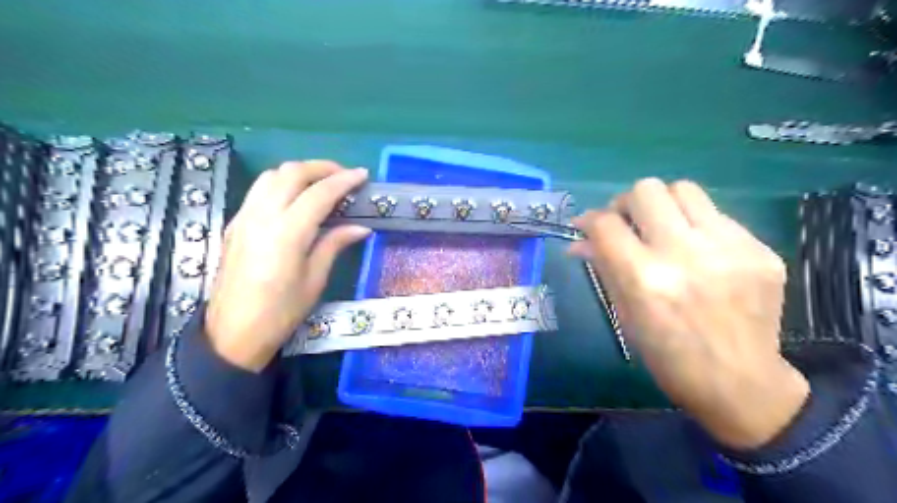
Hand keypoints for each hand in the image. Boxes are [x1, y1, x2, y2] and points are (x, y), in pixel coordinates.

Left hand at [204, 163, 370, 371]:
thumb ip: (335, 244)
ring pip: (271, 175)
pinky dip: (282, 183)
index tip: (363, 175)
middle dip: (321, 167)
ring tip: (321, 183)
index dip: (344, 181)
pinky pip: (259, 190)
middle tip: (344, 176)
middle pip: (291, 173)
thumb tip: (360, 227)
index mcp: (287, 233)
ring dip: (299, 172)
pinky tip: (296, 199)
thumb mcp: (315, 280)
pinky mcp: (235, 223)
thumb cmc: (281, 312)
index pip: (319, 193)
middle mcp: (262, 217)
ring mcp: (244, 217)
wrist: (233, 333)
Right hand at [571, 180, 810, 450]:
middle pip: (646, 190)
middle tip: (628, 224)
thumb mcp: (624, 314)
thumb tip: (580, 241)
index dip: (590, 220)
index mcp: (645, 279)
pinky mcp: (761, 249)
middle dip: (626, 203)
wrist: (740, 383)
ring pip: (684, 189)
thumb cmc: (667, 356)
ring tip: (662, 228)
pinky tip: (698, 252)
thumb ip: (603, 267)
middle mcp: (685, 254)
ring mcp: (729, 248)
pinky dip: (696, 226)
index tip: (589, 227)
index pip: (606, 223)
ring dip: (663, 204)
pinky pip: (716, 215)